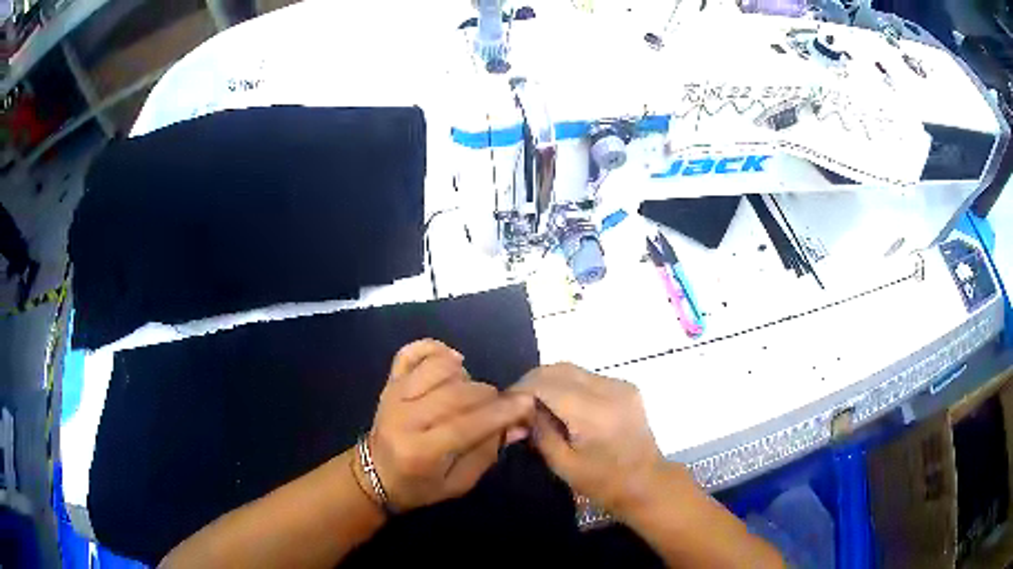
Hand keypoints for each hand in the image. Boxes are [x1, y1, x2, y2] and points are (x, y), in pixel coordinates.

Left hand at [364, 340, 534, 511]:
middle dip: (489, 396)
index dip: (501, 412)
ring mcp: (394, 395)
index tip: (527, 404)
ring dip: (465, 375)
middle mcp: (404, 418)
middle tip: (500, 406)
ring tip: (470, 392)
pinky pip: (411, 352)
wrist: (375, 474)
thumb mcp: (458, 484)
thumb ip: (488, 453)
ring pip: (437, 367)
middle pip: (456, 393)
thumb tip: (518, 424)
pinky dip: (435, 348)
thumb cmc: (420, 486)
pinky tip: (452, 361)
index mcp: (420, 452)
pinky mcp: (389, 381)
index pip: (466, 425)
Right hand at [512, 363, 675, 518]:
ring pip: (573, 369)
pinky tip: (561, 405)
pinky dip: (568, 385)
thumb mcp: (562, 464)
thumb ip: (540, 431)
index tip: (505, 405)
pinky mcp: (626, 387)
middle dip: (532, 381)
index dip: (521, 390)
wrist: (647, 483)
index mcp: (593, 413)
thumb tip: (521, 409)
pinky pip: (587, 377)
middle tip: (517, 403)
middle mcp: (609, 390)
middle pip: (559, 369)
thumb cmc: (603, 483)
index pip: (546, 385)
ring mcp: (621, 385)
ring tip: (536, 404)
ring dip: (550, 381)